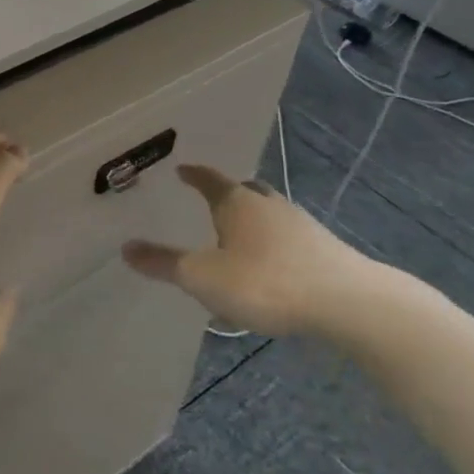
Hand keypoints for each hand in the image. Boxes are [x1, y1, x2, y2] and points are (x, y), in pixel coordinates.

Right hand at [122, 165, 375, 336]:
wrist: (349, 303)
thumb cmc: (266, 281)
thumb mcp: (204, 277)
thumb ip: (164, 264)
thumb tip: (125, 249)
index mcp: (236, 202)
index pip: (209, 179)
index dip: (194, 175)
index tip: (182, 170)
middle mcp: (268, 204)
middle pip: (245, 191)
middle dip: (228, 195)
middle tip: (212, 204)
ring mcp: (301, 225)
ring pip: (269, 214)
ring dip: (253, 222)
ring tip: (239, 240)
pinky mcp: (325, 250)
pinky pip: (289, 239)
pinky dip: (274, 246)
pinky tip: (272, 269)